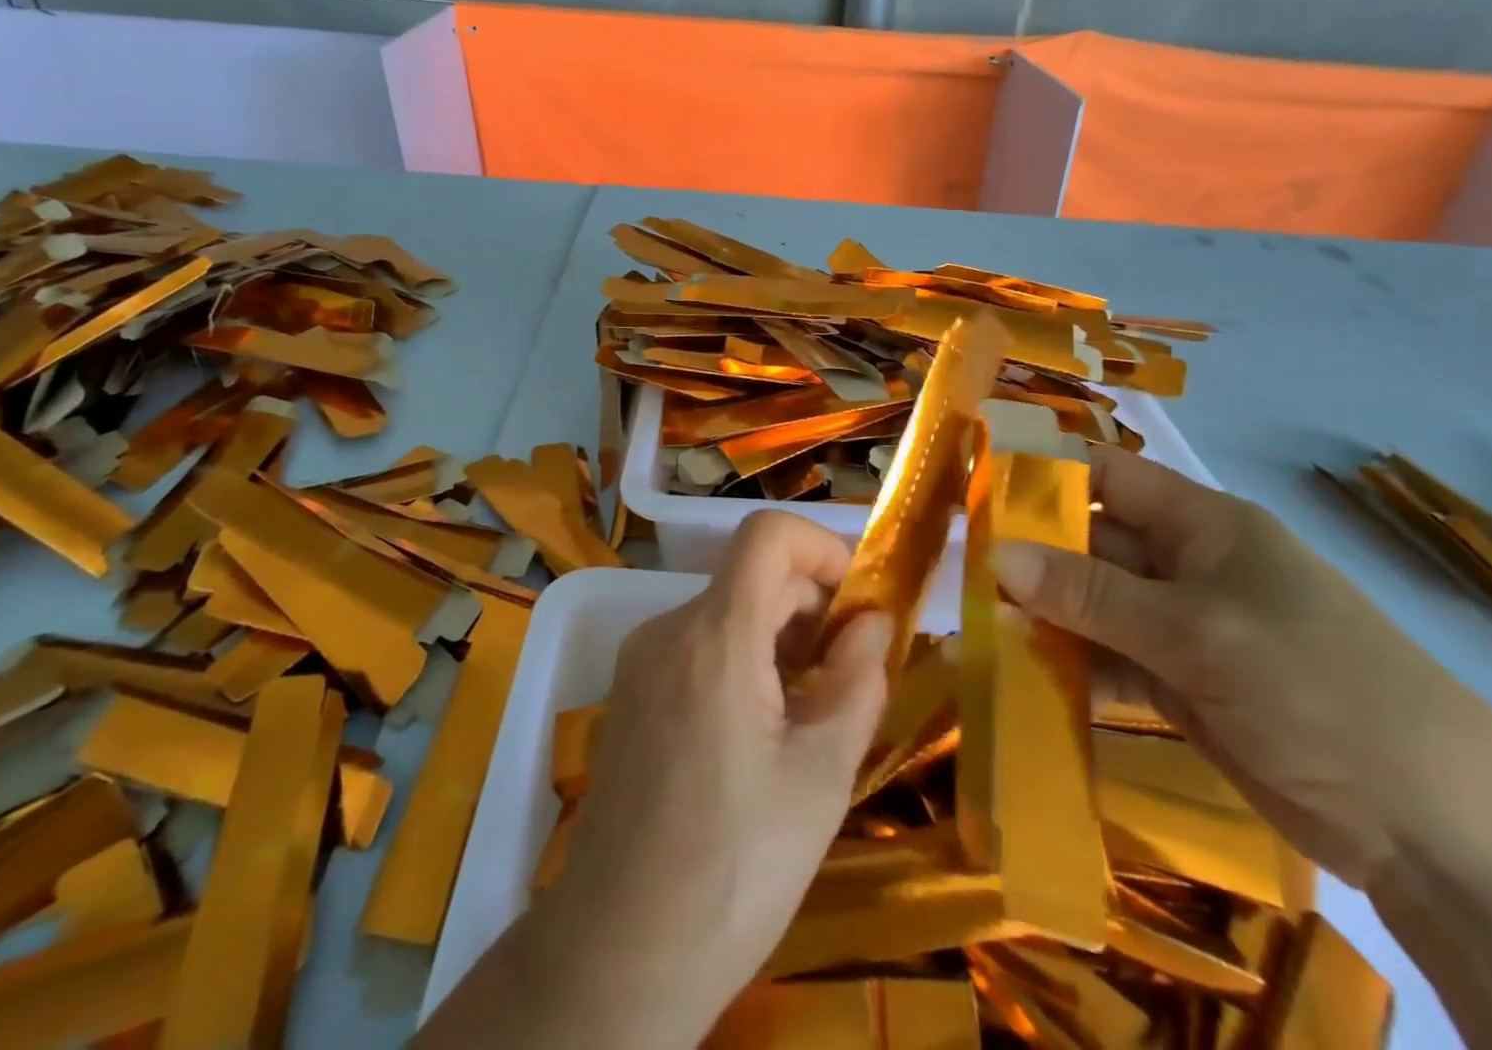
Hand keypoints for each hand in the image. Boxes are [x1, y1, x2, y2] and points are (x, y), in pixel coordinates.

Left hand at [539, 512, 892, 1047]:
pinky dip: (743, 660)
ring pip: (726, 613)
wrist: (616, 956)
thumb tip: (874, 621)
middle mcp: (667, 630)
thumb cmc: (734, 870)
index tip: (858, 603)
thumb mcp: (820, 778)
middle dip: (811, 606)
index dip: (821, 547)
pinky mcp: (630, 694)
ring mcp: (640, 661)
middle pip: (751, 577)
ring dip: (780, 637)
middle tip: (851, 673)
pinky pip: (698, 647)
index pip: (766, 534)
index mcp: (713, 637)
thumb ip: (857, 682)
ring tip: (813, 710)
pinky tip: (763, 730)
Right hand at [992, 446, 1491, 889]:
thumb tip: (994, 554)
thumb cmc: (1318, 687)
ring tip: (974, 628)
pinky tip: (1019, 679)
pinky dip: (1067, 668)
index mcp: (1201, 524)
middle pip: (1088, 543)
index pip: (1105, 475)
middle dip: (1027, 554)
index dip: (1042, 473)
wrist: (1438, 834)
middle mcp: (1185, 565)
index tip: (974, 487)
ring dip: (1040, 616)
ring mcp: (1181, 628)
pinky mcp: (1179, 685)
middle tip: (957, 569)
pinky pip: (1106, 661)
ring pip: (1091, 606)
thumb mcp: (1196, 631)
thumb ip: (1090, 593)